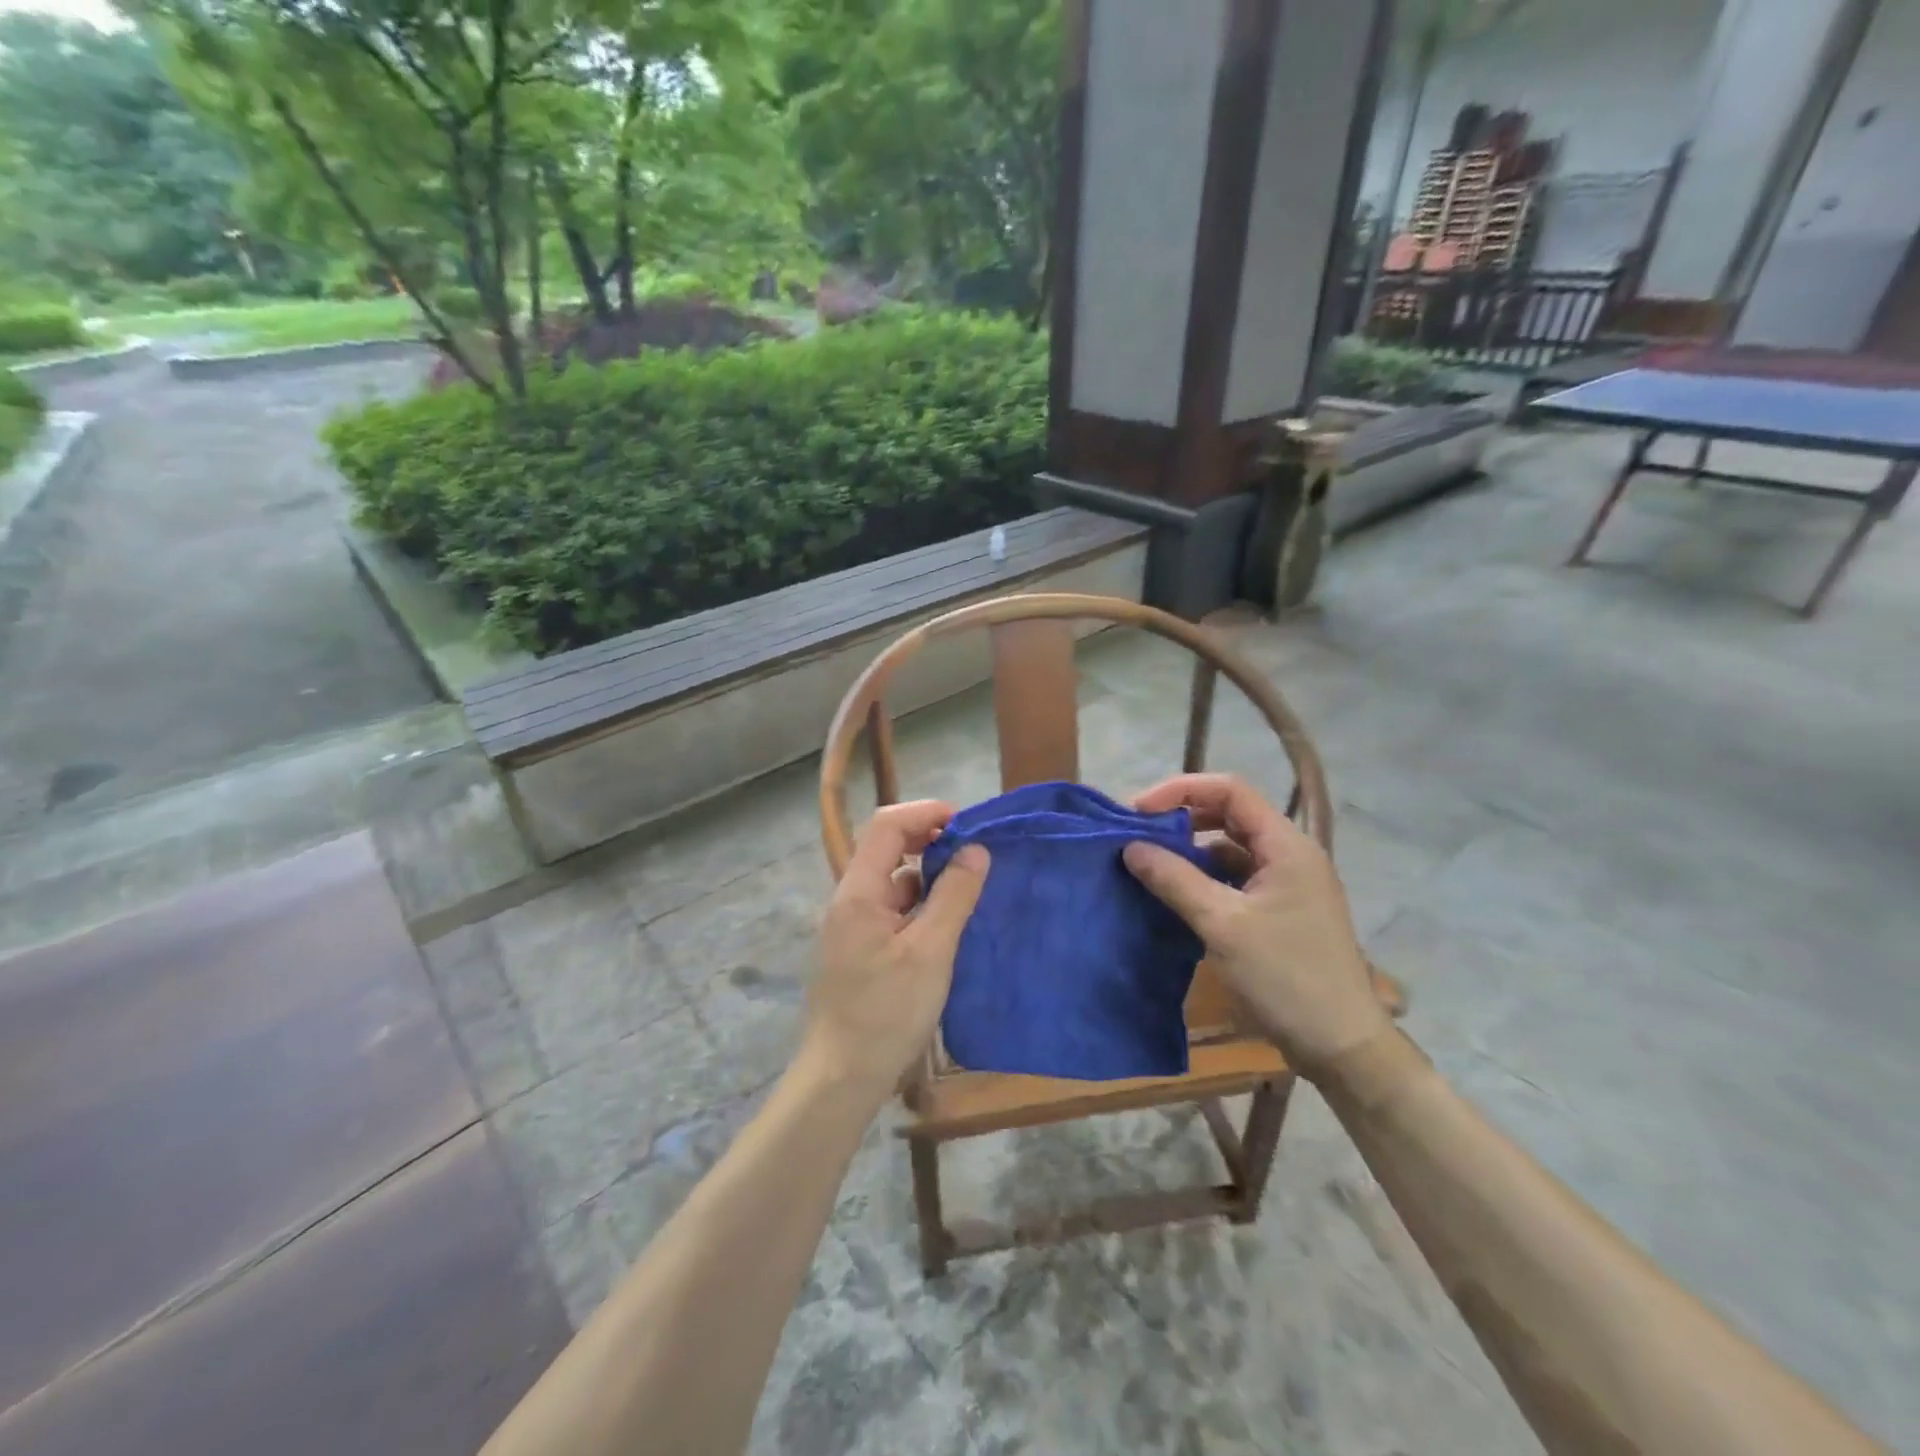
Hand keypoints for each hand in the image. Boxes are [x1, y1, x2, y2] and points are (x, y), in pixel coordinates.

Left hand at [805, 801, 989, 1101]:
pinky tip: (948, 922)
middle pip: (887, 847)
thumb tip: (976, 849)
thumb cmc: (887, 1013)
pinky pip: (893, 909)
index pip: (887, 825)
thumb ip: (954, 896)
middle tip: (974, 853)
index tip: (967, 824)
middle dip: (930, 840)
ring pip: (893, 880)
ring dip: (928, 874)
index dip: (926, 813)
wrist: (842, 1077)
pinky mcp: (861, 948)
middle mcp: (850, 899)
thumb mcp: (930, 952)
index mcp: (858, 891)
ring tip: (969, 886)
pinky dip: (921, 904)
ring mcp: (853, 925)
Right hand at [1122, 774, 1386, 1076]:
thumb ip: (1174, 879)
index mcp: (1286, 846)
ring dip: (1190, 851)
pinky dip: (1203, 879)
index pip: (1230, 790)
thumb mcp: (1222, 924)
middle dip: (1182, 818)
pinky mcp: (1279, 912)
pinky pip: (1234, 879)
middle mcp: (1290, 855)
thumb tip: (1130, 847)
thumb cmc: (1285, 977)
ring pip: (1230, 849)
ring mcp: (1286, 885)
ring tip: (1148, 864)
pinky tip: (1174, 895)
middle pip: (1230, 815)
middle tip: (1138, 835)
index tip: (1139, 811)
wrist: (1340, 1046)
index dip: (1181, 790)